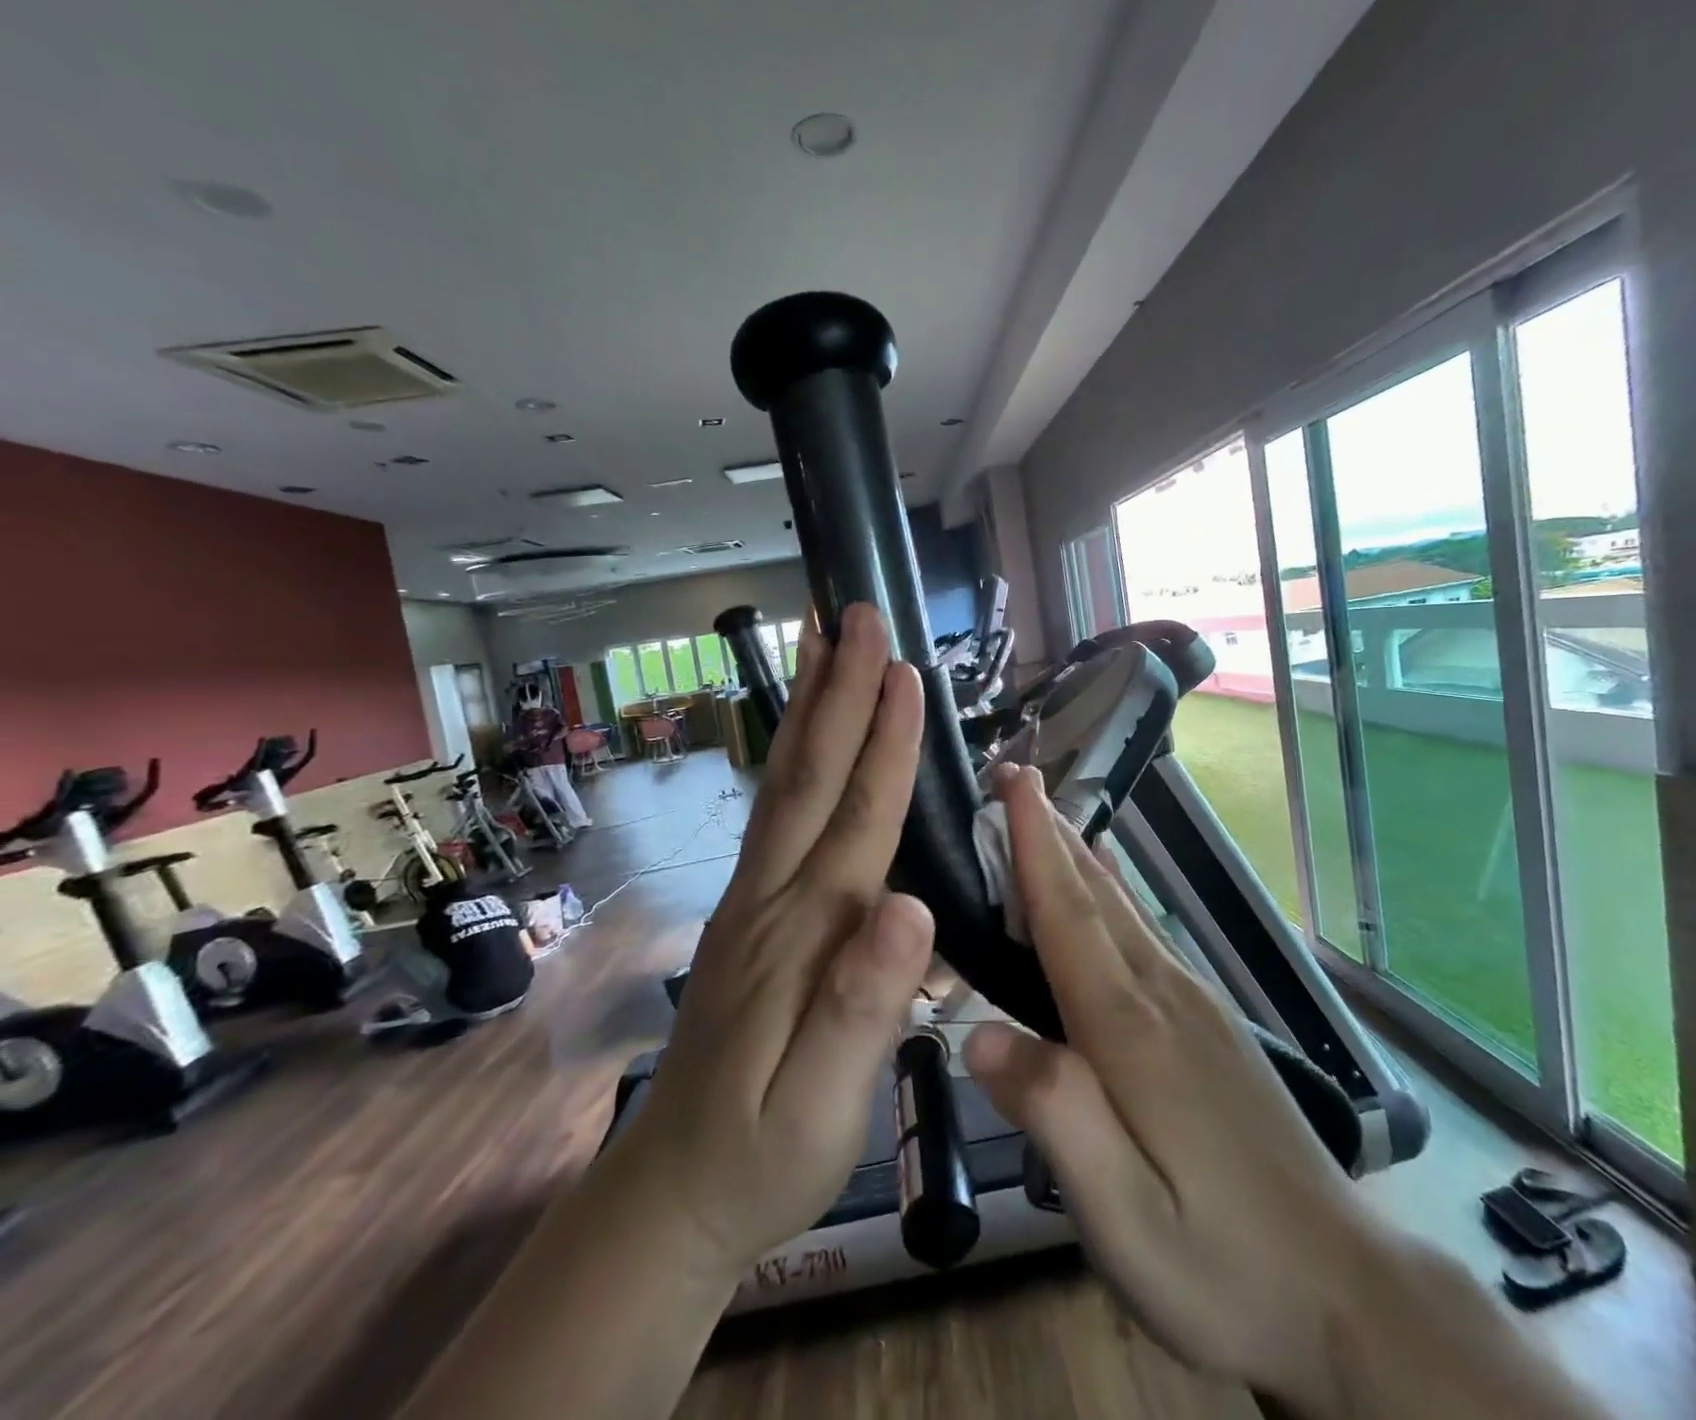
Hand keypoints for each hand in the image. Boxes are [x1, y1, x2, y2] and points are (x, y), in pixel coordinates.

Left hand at [604, 604, 934, 1286]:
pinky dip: (794, 754)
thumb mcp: (823, 1105)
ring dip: (808, 705)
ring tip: (818, 638)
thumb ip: (865, 1006)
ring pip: (785, 783)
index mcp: (808, 932)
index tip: (904, 670)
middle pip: (811, 776)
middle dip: (839, 689)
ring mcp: (754, 898)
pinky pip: (776, 812)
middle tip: (854, 612)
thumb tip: (913, 906)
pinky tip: (803, 731)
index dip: (885, 743)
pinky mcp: (749, 910)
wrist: (674, 1192)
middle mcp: (775, 895)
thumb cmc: (764, 1154)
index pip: (857, 818)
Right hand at [963, 764, 1371, 1414]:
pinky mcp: (1211, 1026)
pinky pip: (1144, 935)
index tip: (1014, 784)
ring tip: (1046, 817)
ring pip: (1124, 910)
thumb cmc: (1223, 1265)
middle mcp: (1165, 996)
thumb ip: (1054, 1116)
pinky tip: (1104, 892)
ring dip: (1078, 857)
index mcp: (1133, 1032)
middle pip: (1097, 897)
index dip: (1034, 848)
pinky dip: (1110, 896)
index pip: (1070, 918)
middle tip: (1017, 778)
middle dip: (1051, 834)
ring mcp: (1196, 1006)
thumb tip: (977, 1034)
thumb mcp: (1124, 1218)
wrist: (1348, 1295)